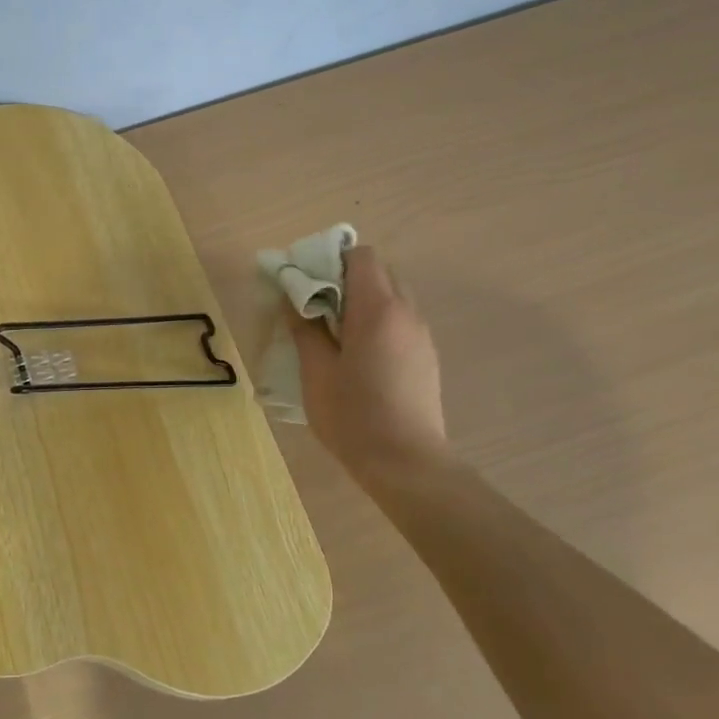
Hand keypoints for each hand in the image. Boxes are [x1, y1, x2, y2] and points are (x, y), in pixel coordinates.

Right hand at [288, 244, 449, 486]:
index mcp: (377, 309)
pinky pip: (401, 320)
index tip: (307, 281)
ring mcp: (421, 335)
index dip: (331, 259)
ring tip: (335, 332)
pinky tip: (359, 354)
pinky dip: (378, 321)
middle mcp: (406, 312)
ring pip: (393, 296)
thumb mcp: (316, 371)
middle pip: (379, 272)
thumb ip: (304, 328)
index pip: (361, 256)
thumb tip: (292, 297)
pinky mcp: (426, 356)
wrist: (406, 462)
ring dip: (363, 301)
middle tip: (317, 306)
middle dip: (346, 279)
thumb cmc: (353, 415)